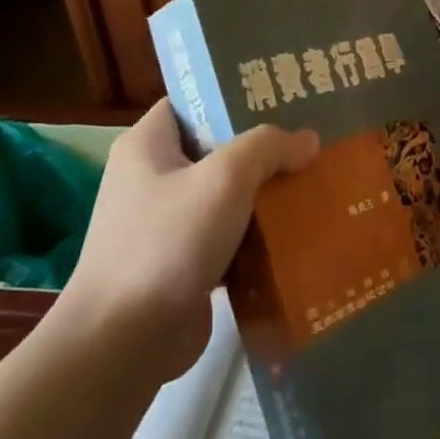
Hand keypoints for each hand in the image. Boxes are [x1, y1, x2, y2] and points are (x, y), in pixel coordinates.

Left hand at [55, 101, 317, 377]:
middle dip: (262, 149)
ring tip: (315, 183)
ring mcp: (164, 224)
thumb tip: (308, 139)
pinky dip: (256, 235)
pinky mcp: (181, 264)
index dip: (233, 95)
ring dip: (264, 195)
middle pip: (215, 149)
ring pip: (225, 196)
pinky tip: (298, 233)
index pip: (193, 102)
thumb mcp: (223, 179)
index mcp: (146, 145)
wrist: (124, 343)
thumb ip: (267, 148)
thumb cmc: (168, 243)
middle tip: (311, 141)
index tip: (282, 96)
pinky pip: (226, 237)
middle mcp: (151, 178)